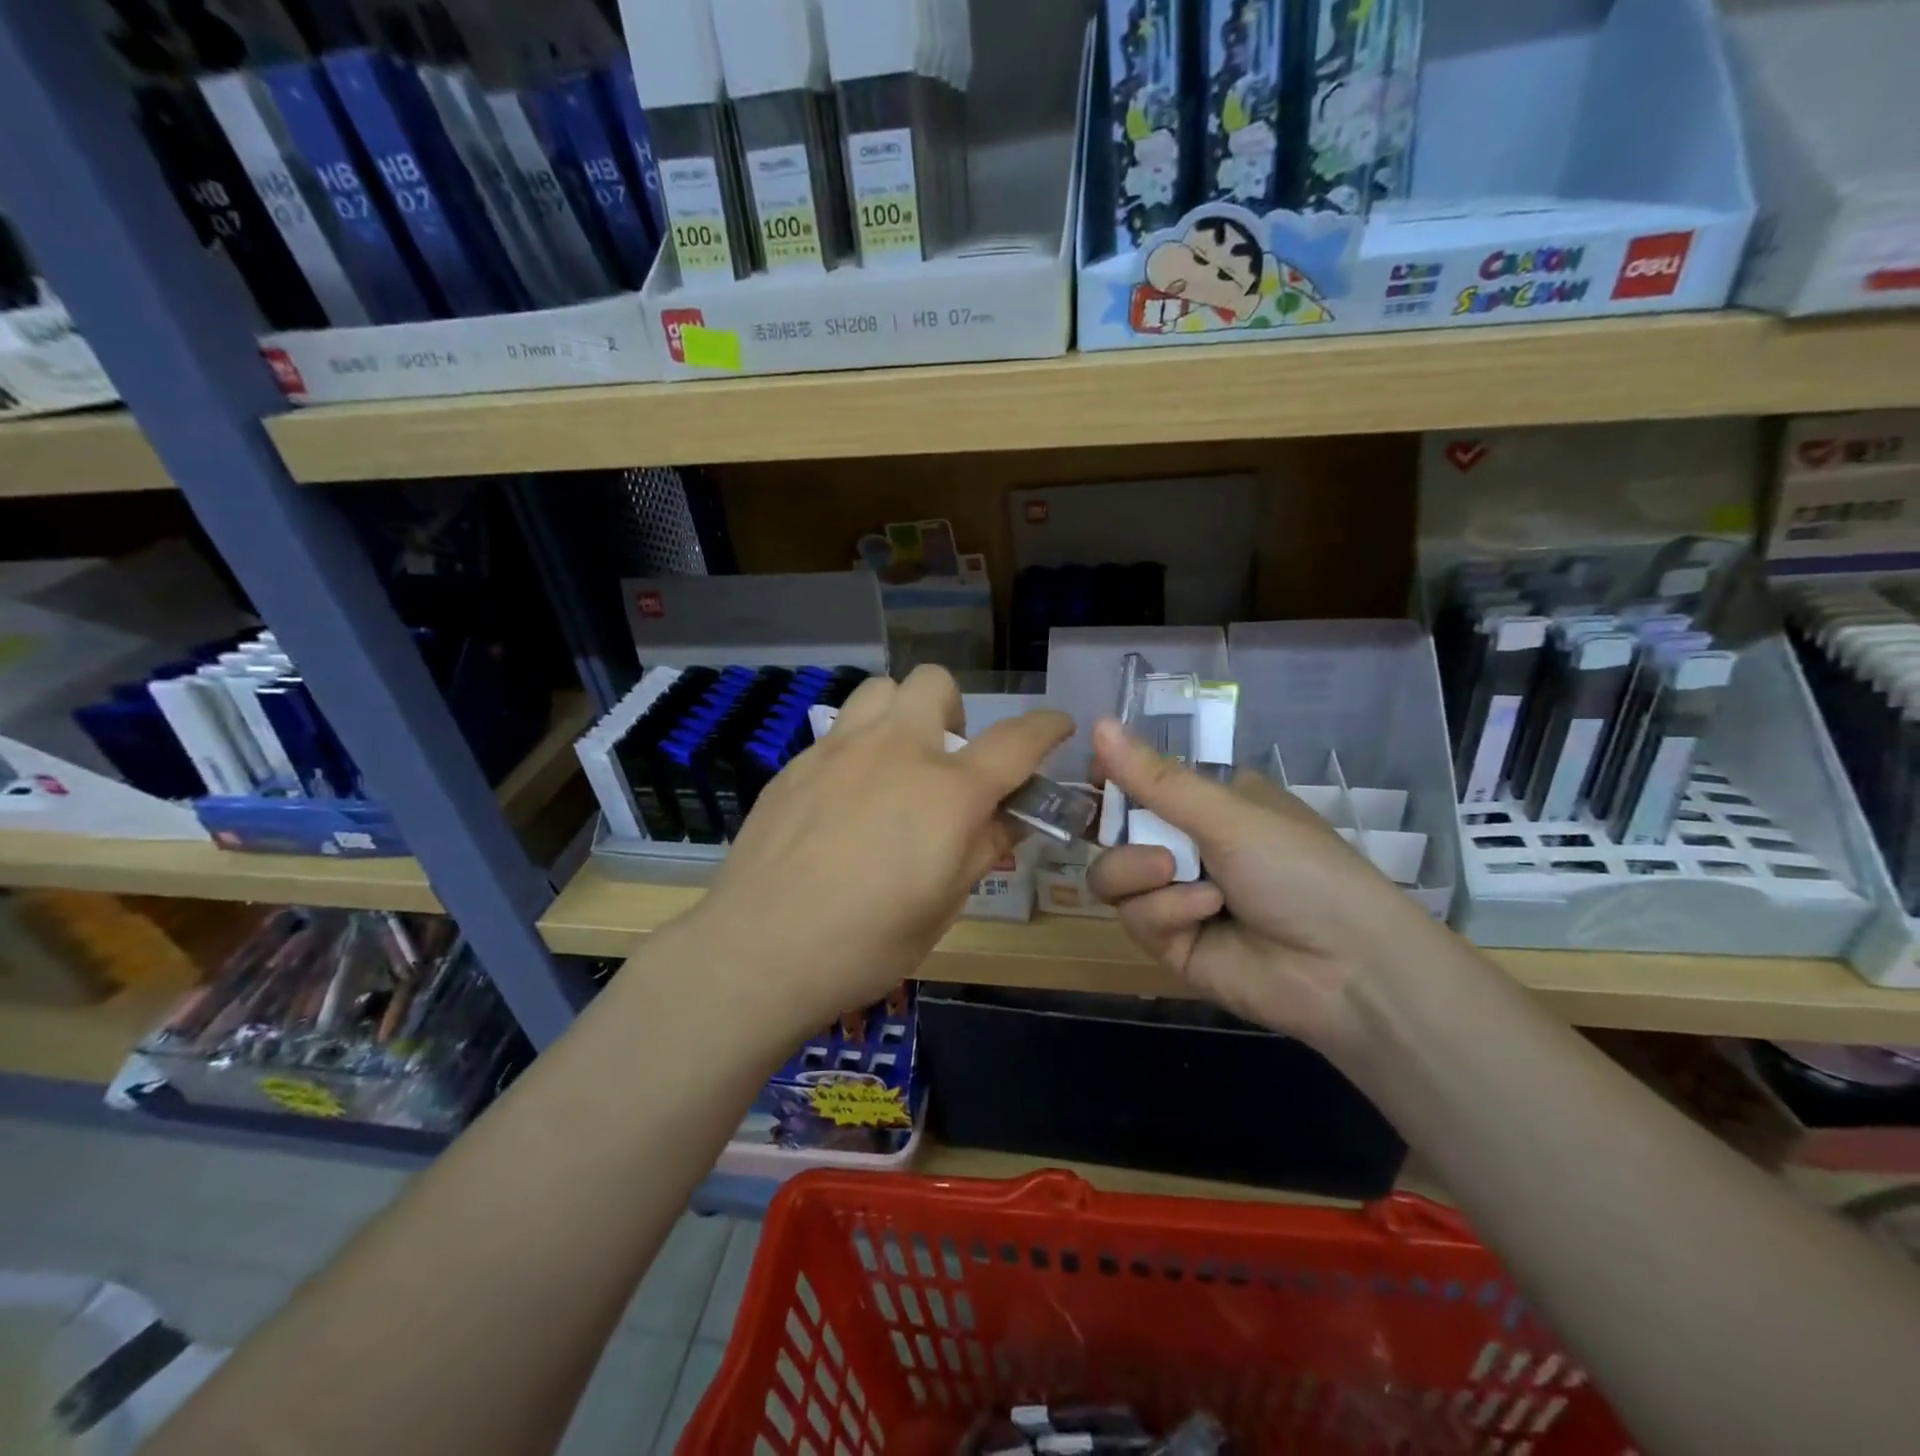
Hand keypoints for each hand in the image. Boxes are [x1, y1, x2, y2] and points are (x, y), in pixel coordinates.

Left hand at [695, 665, 1071, 1027]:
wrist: (760, 950)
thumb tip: (1010, 816)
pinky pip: (839, 731)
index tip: (1057, 726)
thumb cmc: (868, 942)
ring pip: (881, 690)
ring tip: (895, 764)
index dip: (1046, 727)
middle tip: (947, 761)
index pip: (1016, 740)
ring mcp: (840, 750)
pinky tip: (844, 799)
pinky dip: (859, 748)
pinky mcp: (797, 764)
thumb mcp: (946, 905)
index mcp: (948, 792)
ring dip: (902, 714)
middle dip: (955, 710)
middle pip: (935, 683)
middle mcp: (898, 751)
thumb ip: (984, 847)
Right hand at [1086, 718, 1451, 1053]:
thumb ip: (1157, 778)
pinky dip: (1166, 911)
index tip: (1095, 779)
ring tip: (1180, 876)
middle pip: (1113, 833)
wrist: (1346, 970)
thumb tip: (1099, 723)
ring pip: (1112, 876)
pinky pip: (1135, 918)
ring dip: (1141, 874)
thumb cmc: (1298, 869)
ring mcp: (1175, 896)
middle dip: (1123, 835)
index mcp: (1207, 804)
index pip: (1139, 783)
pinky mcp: (1170, 942)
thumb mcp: (1229, 815)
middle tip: (1152, 842)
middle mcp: (1186, 845)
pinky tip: (1206, 914)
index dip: (1111, 780)